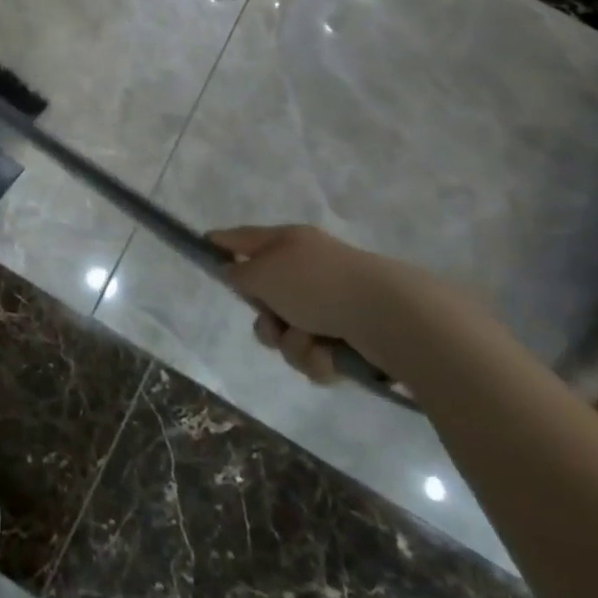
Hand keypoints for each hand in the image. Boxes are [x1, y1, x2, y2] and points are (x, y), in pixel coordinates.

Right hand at [212, 224, 422, 385]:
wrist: (392, 319)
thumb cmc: (319, 285)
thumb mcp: (264, 273)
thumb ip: (239, 274)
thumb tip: (232, 271)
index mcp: (289, 243)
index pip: (244, 238)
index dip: (222, 243)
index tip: (204, 249)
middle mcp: (308, 270)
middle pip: (265, 297)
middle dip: (265, 319)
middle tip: (273, 323)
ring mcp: (332, 304)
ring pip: (288, 332)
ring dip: (292, 344)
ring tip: (311, 343)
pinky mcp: (352, 337)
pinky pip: (315, 353)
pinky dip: (318, 359)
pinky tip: (332, 357)